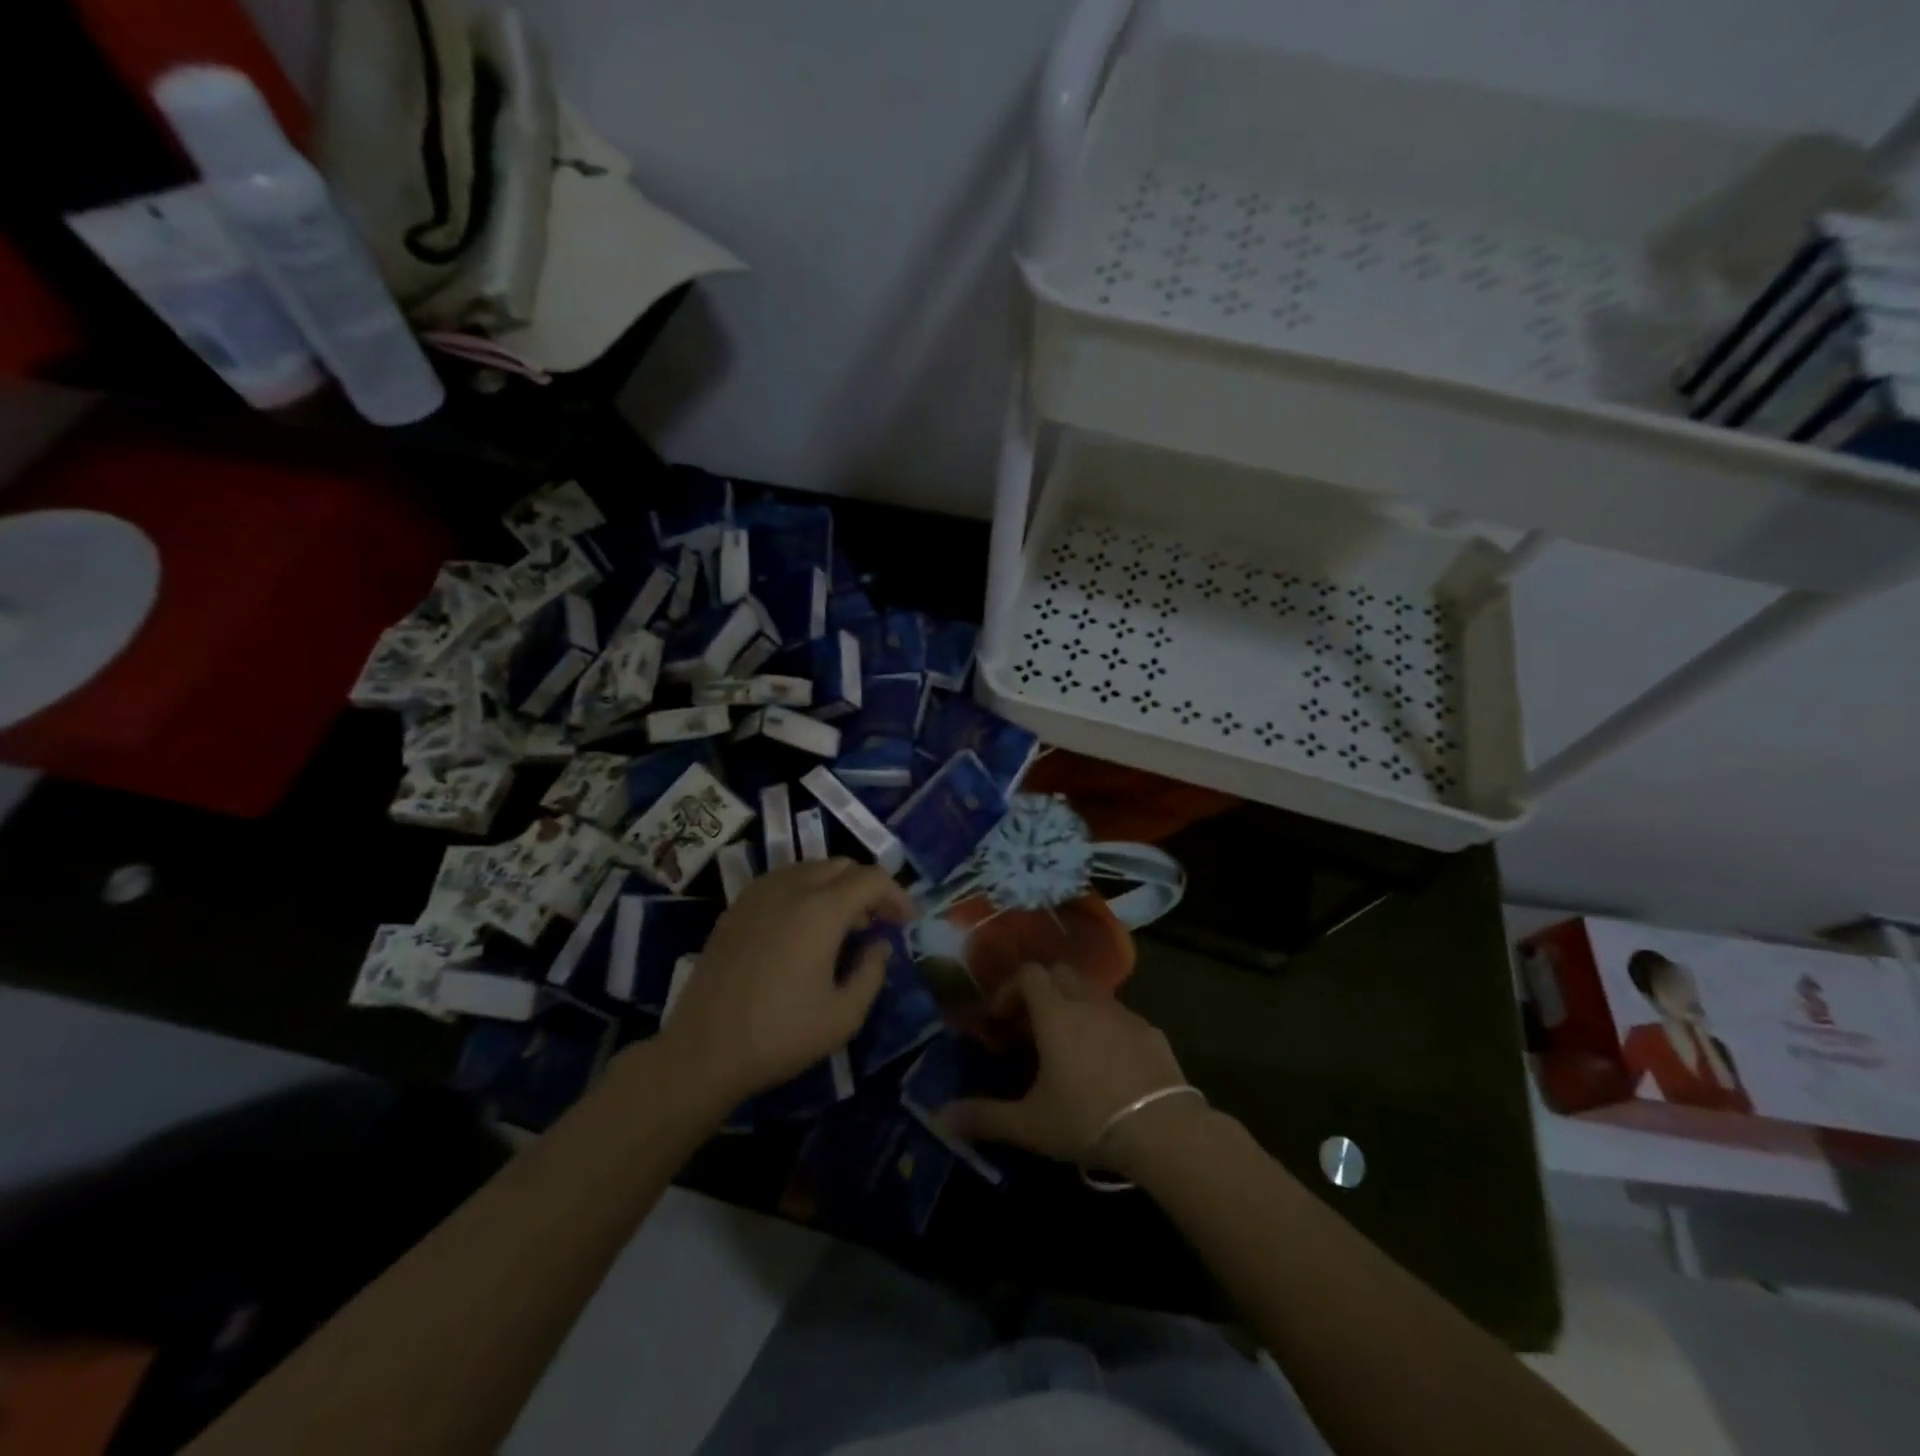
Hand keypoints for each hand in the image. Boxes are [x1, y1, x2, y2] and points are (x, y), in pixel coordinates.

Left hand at [656, 859, 914, 1108]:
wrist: (703, 1050)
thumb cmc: (780, 1034)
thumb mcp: (844, 1016)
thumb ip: (872, 972)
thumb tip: (879, 945)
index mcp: (821, 909)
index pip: (871, 878)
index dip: (896, 894)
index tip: (907, 921)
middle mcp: (791, 888)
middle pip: (841, 865)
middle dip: (868, 887)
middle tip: (878, 921)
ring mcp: (758, 894)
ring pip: (810, 868)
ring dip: (836, 886)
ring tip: (844, 924)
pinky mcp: (736, 908)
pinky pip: (782, 880)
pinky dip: (805, 890)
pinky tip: (804, 926)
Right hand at [942, 962, 1201, 1177]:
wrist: (1163, 1129)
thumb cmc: (1087, 1118)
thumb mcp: (1029, 1124)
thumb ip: (984, 1117)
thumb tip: (939, 1116)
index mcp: (1055, 1012)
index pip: (1028, 974)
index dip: (1009, 990)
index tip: (1000, 1022)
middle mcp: (1088, 1001)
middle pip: (1059, 974)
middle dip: (1040, 992)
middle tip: (1029, 1029)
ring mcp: (1124, 1014)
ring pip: (1091, 993)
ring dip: (1072, 1008)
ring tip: (1066, 1049)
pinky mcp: (1151, 1032)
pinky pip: (1119, 1017)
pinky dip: (1104, 1028)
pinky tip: (1105, 1065)